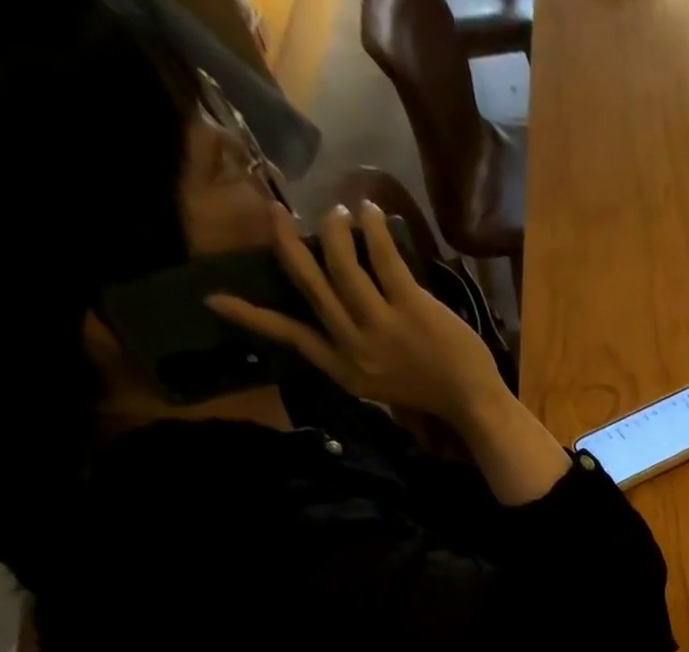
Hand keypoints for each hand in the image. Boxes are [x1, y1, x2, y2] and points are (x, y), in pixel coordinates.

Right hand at [208, 200, 505, 424]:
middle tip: (278, 213)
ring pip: (343, 264)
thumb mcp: (381, 385)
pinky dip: (374, 228)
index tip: (213, 298)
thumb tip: (333, 313)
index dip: (253, 317)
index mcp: (345, 371)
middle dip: (289, 244)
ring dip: (338, 230)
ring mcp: (383, 326)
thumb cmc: (432, 393)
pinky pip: (384, 257)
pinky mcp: (412, 308)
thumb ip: (354, 355)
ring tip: (341, 213)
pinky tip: (370, 210)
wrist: (474, 404)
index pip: (291, 337)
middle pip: (311, 285)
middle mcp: (356, 347)